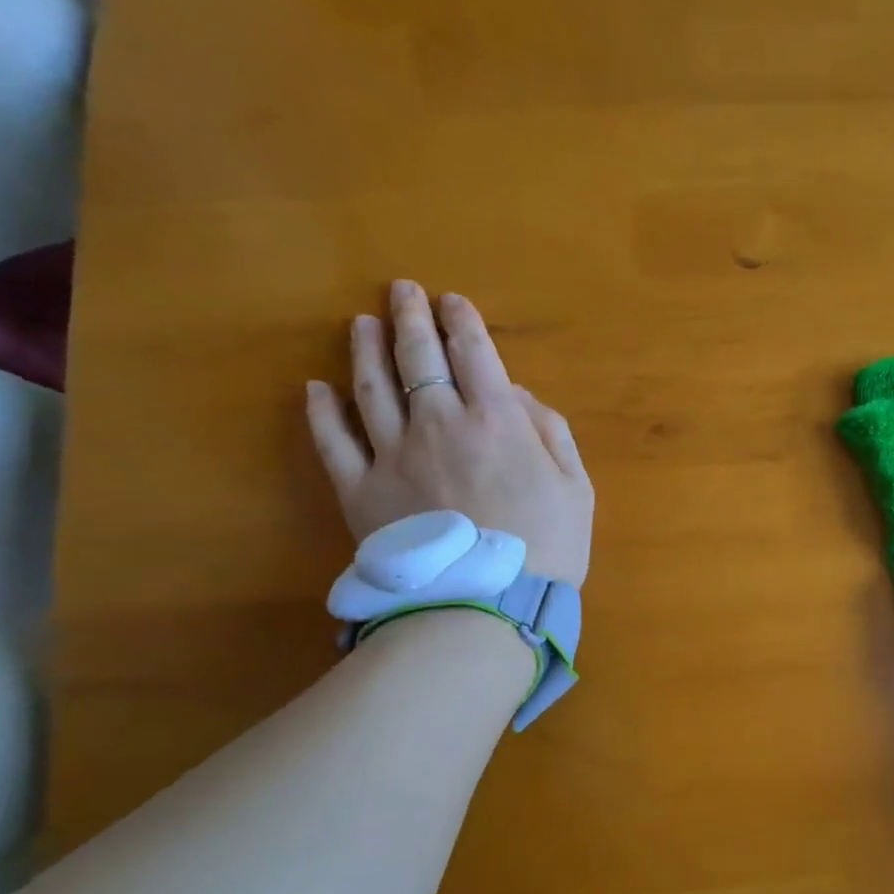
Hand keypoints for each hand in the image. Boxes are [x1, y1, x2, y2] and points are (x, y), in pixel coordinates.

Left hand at [306, 279, 593, 586]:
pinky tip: (317, 389)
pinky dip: (322, 411)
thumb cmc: (548, 545)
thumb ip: (550, 432)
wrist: (488, 602)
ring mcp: (392, 454)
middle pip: (418, 357)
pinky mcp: (359, 489)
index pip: (475, 354)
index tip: (453, 302)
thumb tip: (517, 395)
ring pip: (370, 387)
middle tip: (403, 291)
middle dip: (411, 317)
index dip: (463, 321)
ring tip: (361, 324)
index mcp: (496, 420)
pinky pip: (334, 441)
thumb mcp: (576, 486)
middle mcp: (438, 423)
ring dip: (365, 349)